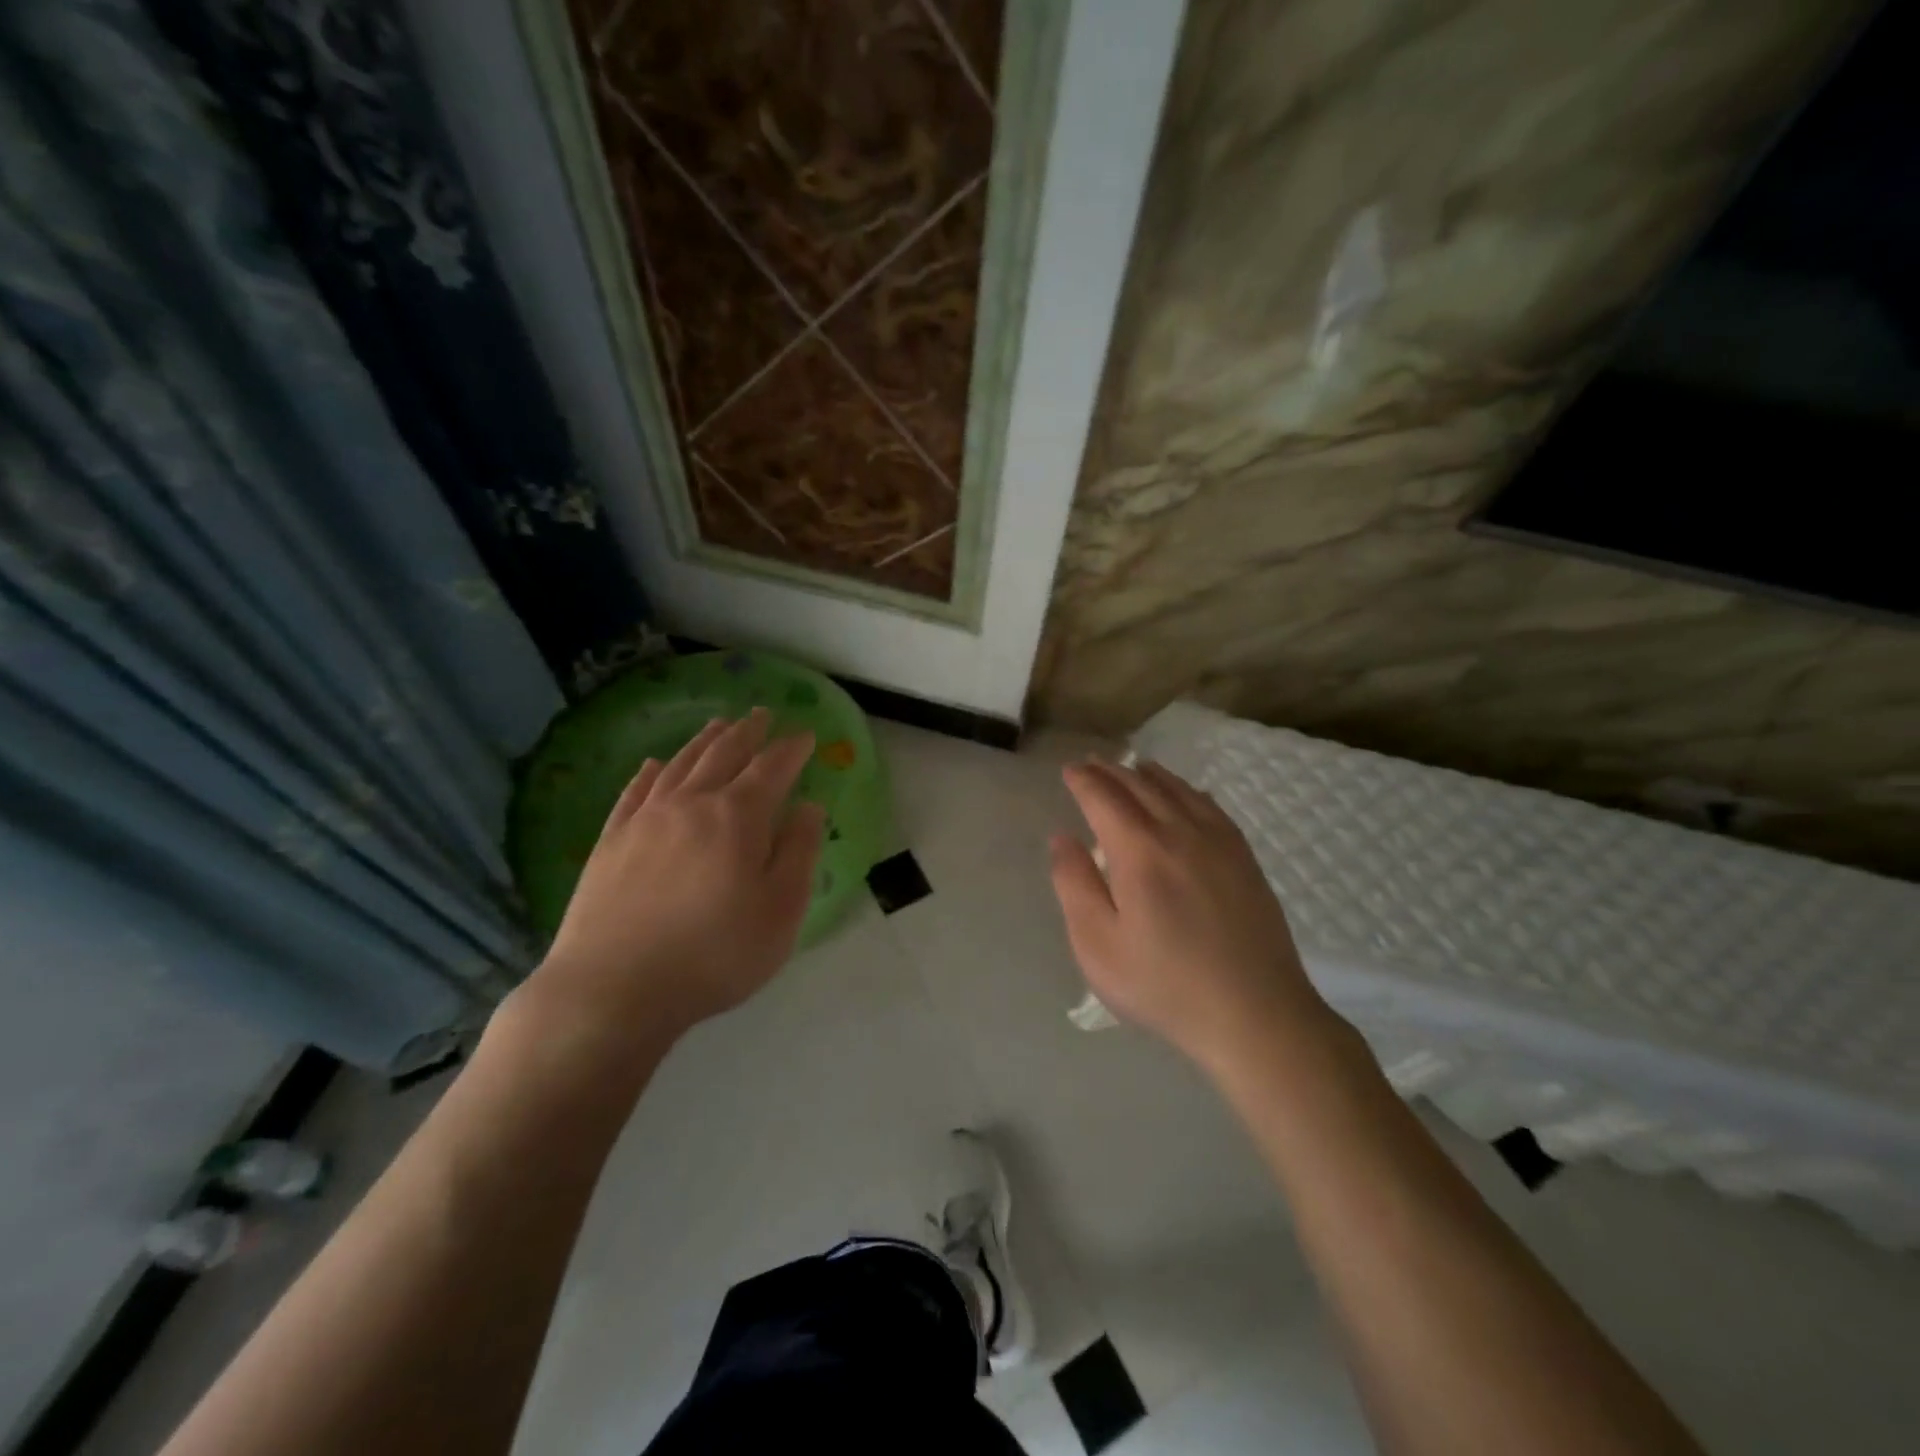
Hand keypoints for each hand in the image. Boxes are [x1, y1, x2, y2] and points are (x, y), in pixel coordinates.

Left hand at [515, 709, 824, 1050]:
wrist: (613, 989)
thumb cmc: (714, 954)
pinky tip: (652, 765)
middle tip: (762, 714)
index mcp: (737, 817)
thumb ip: (799, 852)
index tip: (805, 735)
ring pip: (679, 764)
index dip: (791, 749)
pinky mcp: (610, 842)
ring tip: (718, 725)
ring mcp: (644, 820)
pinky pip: (633, 792)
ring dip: (703, 741)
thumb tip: (809, 806)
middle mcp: (691, 803)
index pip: (772, 768)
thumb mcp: (780, 911)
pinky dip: (649, 772)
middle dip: (748, 732)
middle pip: (724, 754)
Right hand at [1049, 758, 1336, 1074]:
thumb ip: (1074, 885)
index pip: (1104, 797)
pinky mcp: (1244, 858)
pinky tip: (1184, 794)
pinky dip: (1187, 790)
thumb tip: (1063, 838)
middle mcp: (1179, 832)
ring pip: (1178, 790)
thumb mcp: (1098, 946)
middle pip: (1140, 785)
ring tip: (1132, 768)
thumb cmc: (1164, 985)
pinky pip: (1210, 806)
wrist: (1255, 1015)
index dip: (1083, 780)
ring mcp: (1219, 842)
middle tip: (1091, 764)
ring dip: (1148, 775)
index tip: (1069, 770)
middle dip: (1111, 771)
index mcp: (1139, 851)